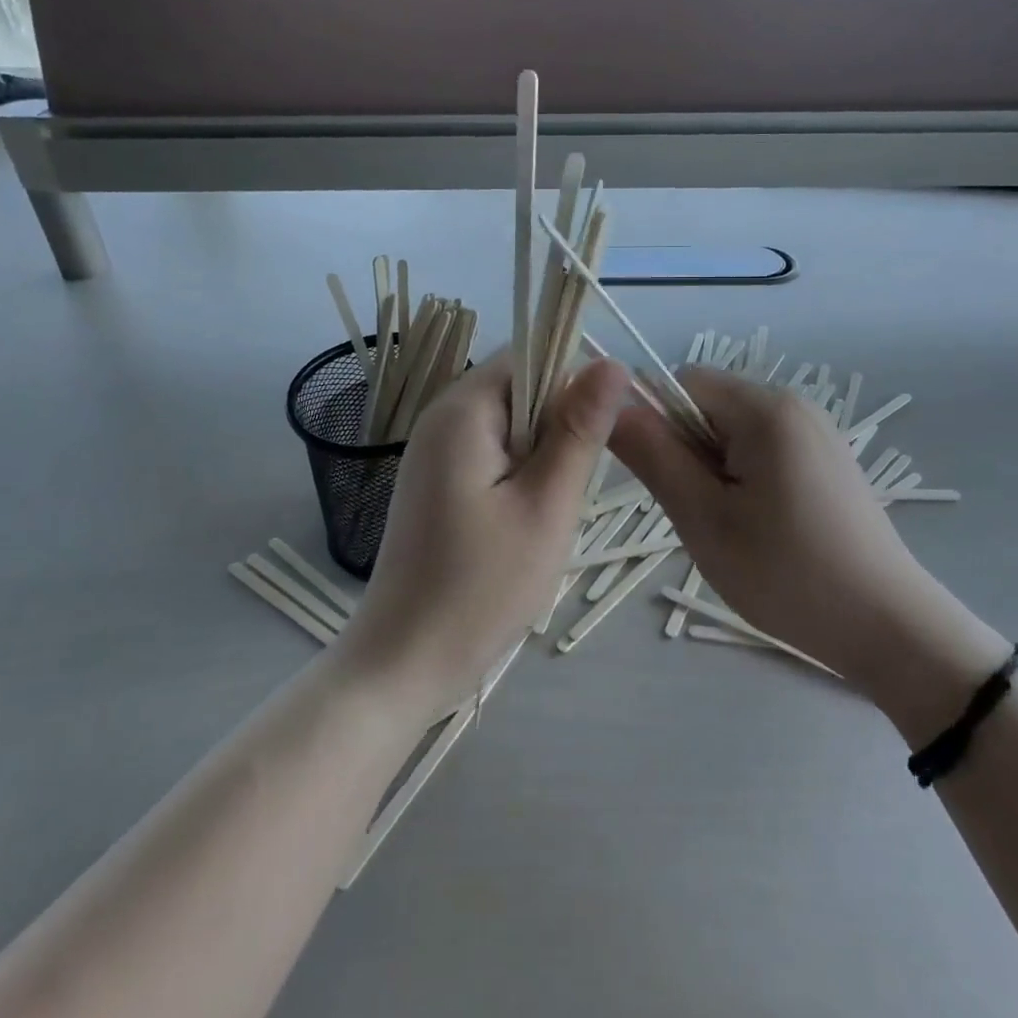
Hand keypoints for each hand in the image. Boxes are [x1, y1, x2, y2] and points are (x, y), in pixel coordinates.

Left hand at [337, 351, 631, 714]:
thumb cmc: (481, 587)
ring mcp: (435, 450)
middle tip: (568, 490)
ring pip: (512, 424)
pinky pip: (493, 453)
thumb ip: (579, 429)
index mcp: (463, 409)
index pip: (531, 355)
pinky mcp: (437, 481)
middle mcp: (442, 417)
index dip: (574, 383)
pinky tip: (524, 523)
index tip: (599, 437)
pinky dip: (520, 476)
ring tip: (547, 512)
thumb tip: (612, 362)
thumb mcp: (547, 505)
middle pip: (521, 388)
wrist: (405, 662)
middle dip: (558, 427)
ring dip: (542, 457)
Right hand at [607, 367, 935, 683]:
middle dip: (689, 451)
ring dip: (715, 470)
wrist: (889, 627)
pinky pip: (763, 449)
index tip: (666, 480)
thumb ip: (653, 456)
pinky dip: (745, 479)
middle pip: (709, 404)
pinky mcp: (827, 459)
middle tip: (701, 514)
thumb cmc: (787, 573)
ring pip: (733, 432)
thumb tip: (612, 407)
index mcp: (764, 408)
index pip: (682, 381)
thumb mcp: (703, 518)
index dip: (658, 422)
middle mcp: (793, 404)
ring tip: (733, 528)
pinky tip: (763, 529)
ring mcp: (816, 431)